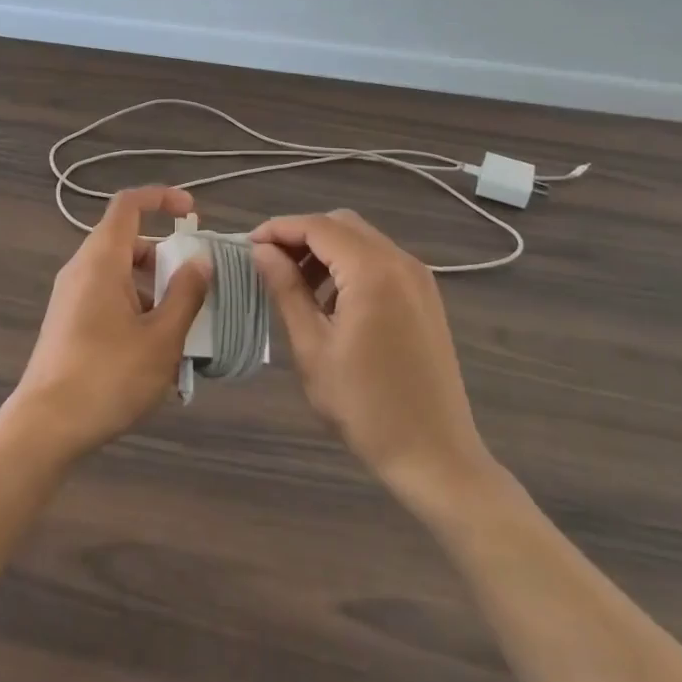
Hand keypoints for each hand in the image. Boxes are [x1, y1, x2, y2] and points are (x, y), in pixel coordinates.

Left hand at [1, 186, 211, 464]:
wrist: (45, 428)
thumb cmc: (108, 376)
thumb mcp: (161, 338)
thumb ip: (186, 294)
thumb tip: (201, 259)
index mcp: (102, 260)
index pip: (129, 204)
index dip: (162, 198)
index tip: (193, 213)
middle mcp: (82, 270)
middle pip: (129, 243)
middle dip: (167, 259)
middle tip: (197, 290)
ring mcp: (72, 297)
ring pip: (121, 276)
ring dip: (155, 293)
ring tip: (183, 335)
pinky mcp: (69, 323)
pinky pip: (109, 300)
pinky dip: (137, 312)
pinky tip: (156, 356)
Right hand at [252, 210, 489, 505]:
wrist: (435, 456)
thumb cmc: (365, 406)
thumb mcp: (313, 348)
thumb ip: (286, 290)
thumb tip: (261, 251)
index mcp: (373, 271)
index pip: (317, 226)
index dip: (277, 229)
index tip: (246, 246)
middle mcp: (400, 262)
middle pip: (341, 225)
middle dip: (300, 235)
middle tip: (268, 263)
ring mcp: (419, 278)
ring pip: (362, 240)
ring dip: (325, 250)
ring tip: (294, 284)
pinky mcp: (426, 297)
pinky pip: (380, 261)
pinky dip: (349, 265)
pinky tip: (330, 300)